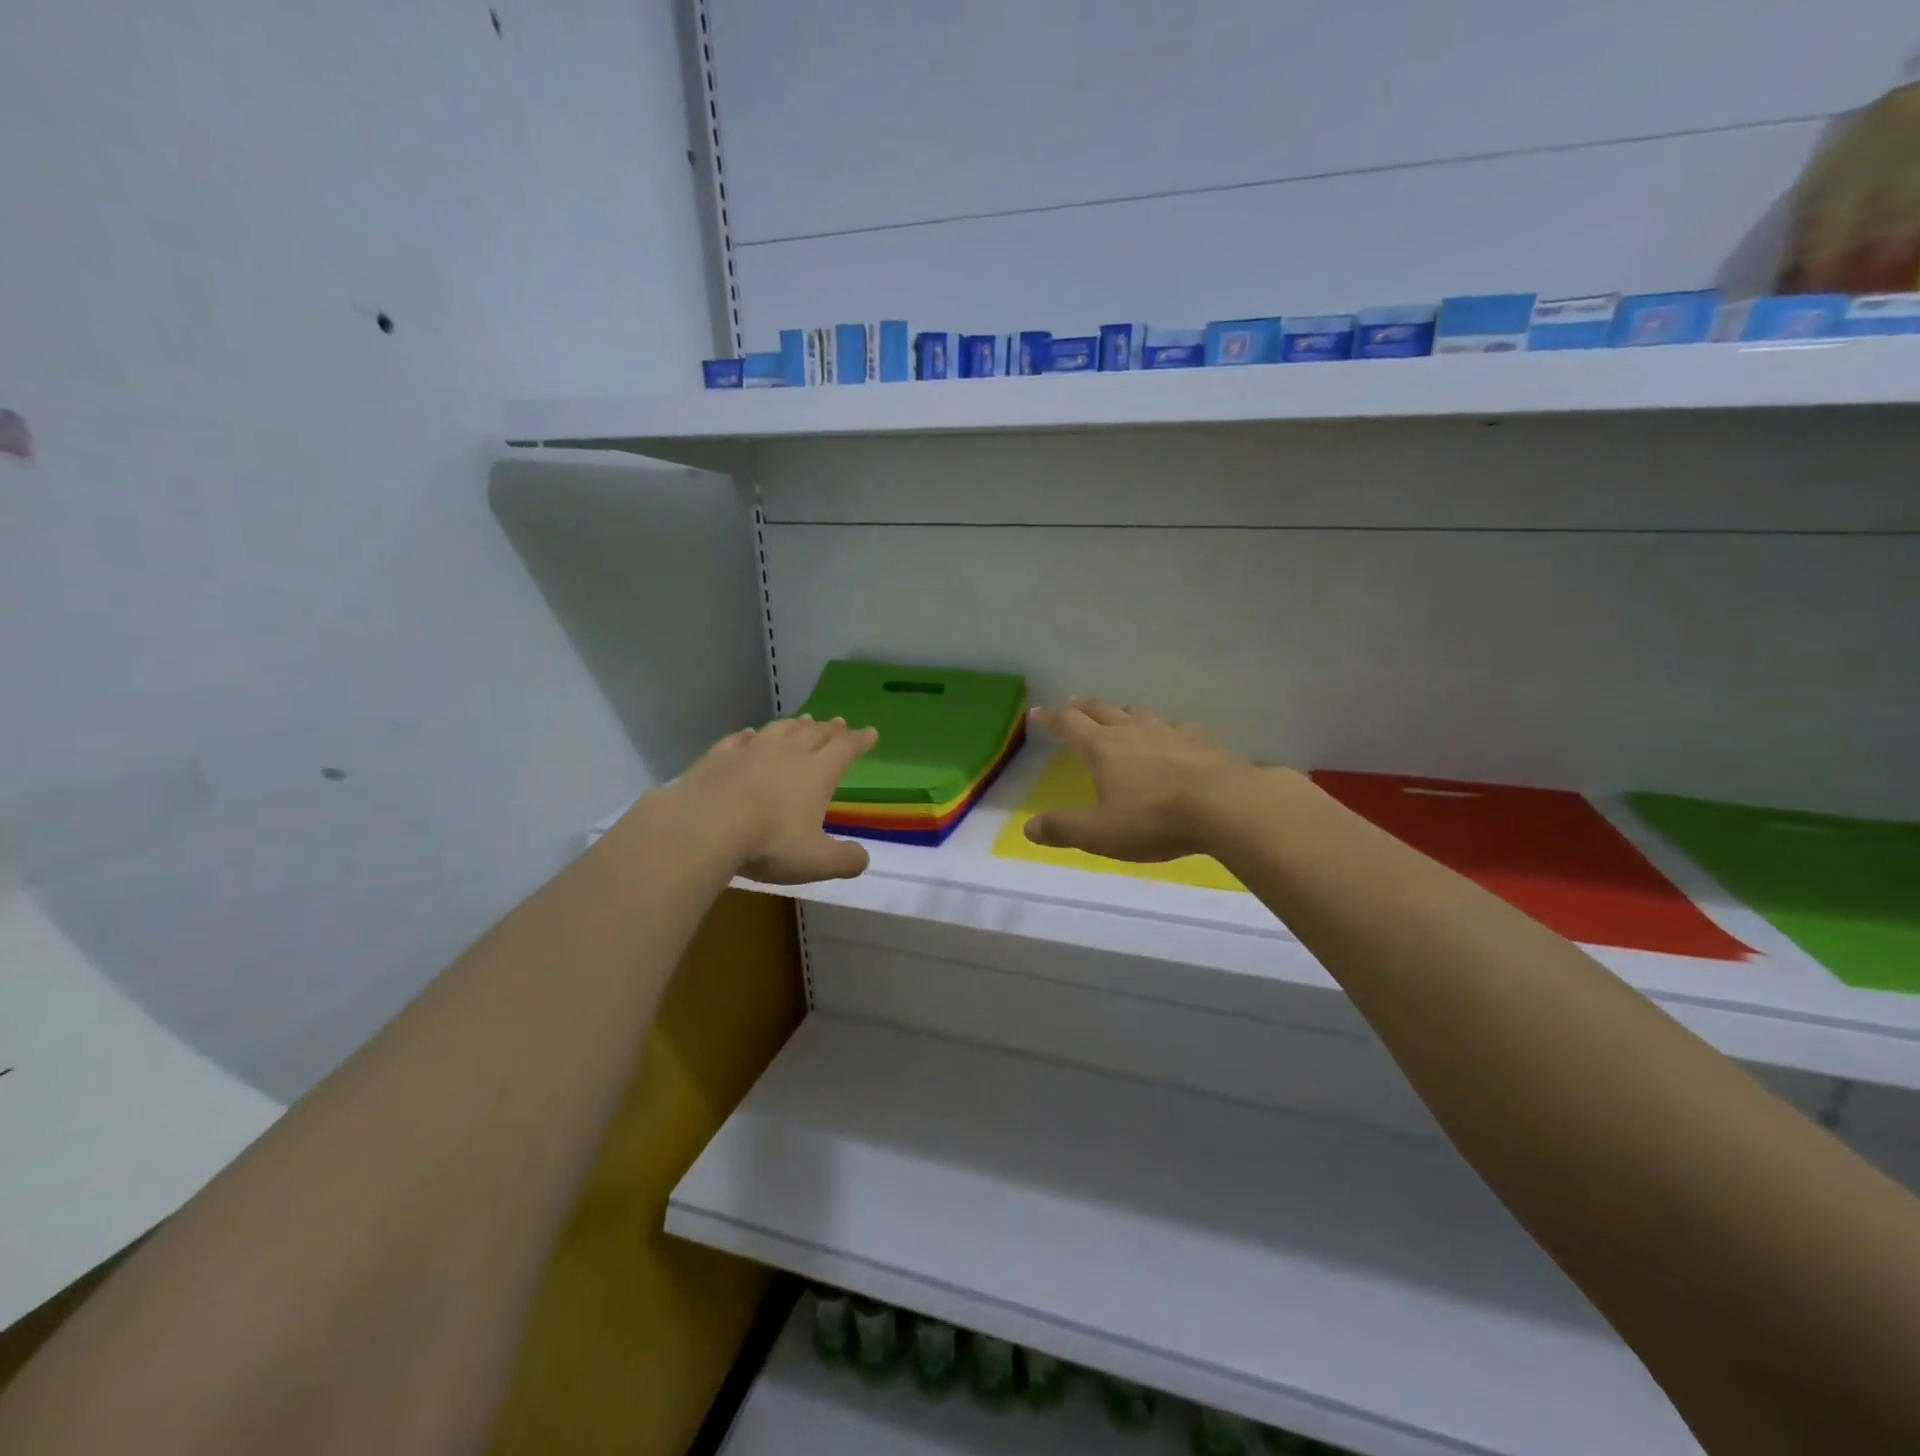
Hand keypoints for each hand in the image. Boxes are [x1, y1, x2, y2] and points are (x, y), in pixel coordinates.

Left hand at [663, 715, 877, 883]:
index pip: (845, 749)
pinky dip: (748, 735)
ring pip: (779, 730)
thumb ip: (845, 860)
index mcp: (816, 772)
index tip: (870, 732)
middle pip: (814, 733)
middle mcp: (787, 753)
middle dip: (830, 729)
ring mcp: (750, 751)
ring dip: (795, 725)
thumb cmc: (770, 842)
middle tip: (838, 722)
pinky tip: (748, 733)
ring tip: (803, 720)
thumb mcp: (817, 861)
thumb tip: (862, 859)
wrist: (705, 827)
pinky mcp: (718, 757)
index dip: (859, 741)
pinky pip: (738, 739)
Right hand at [1024, 699, 1261, 861]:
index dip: (1050, 718)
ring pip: (1139, 713)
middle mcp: (1132, 732)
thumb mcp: (1100, 833)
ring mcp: (1169, 732)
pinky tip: (1173, 738)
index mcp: (1103, 748)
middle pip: (1102, 710)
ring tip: (1120, 717)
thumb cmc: (1155, 820)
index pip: (1069, 725)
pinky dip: (1166, 730)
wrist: (1227, 807)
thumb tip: (1028, 828)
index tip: (1036, 712)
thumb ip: (1063, 829)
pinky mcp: (1201, 741)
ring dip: (1123, 713)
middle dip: (1083, 708)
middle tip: (1073, 705)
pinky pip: (1177, 727)